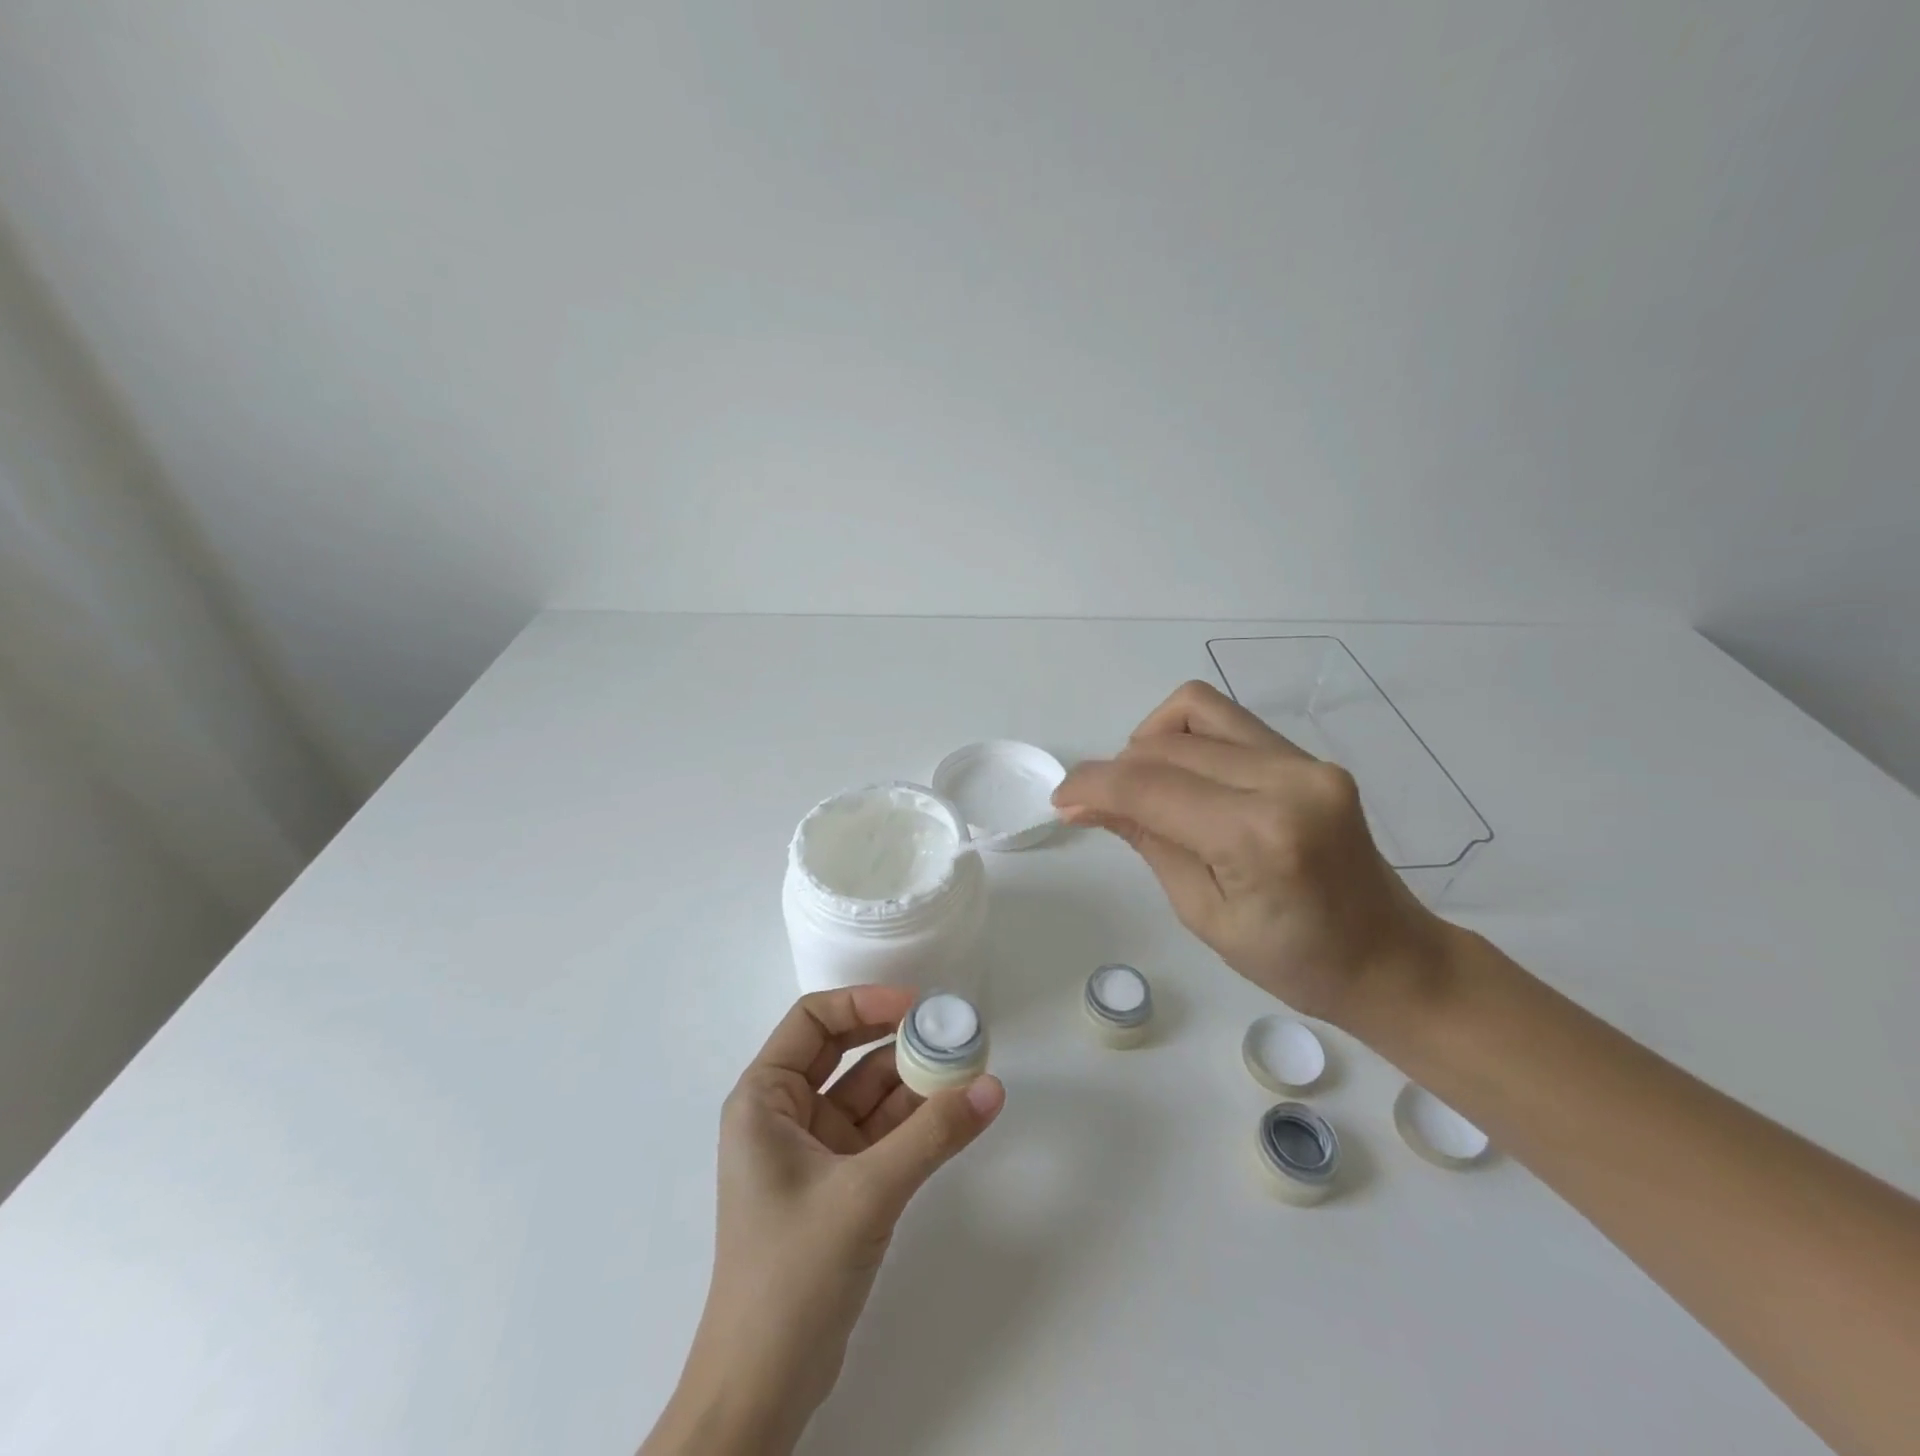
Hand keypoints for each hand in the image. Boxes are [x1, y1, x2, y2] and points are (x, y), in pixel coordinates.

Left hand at [643, 986, 1004, 1455]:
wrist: (763, 1389)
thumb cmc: (793, 1274)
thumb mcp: (866, 1193)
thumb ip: (932, 1136)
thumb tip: (993, 1086)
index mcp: (764, 1098)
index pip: (813, 1020)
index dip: (864, 1001)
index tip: (917, 1004)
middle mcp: (784, 1114)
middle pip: (844, 1052)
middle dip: (896, 1039)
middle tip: (950, 1031)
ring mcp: (812, 1151)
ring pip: (868, 1094)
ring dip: (913, 1081)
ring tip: (966, 1066)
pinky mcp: (838, 1185)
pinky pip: (880, 1133)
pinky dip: (915, 1120)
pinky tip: (955, 1110)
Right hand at [1051, 680, 1448, 1025]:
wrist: (1390, 959)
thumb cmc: (1294, 962)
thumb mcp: (1203, 913)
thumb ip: (1147, 841)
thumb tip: (1086, 801)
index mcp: (1258, 836)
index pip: (1150, 786)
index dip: (1093, 784)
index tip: (1062, 799)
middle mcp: (1286, 780)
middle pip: (1167, 745)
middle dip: (1117, 770)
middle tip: (1098, 807)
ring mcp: (1304, 761)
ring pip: (1195, 710)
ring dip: (1150, 742)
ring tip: (1144, 786)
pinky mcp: (1309, 757)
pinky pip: (1227, 723)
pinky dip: (1186, 740)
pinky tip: (1183, 779)